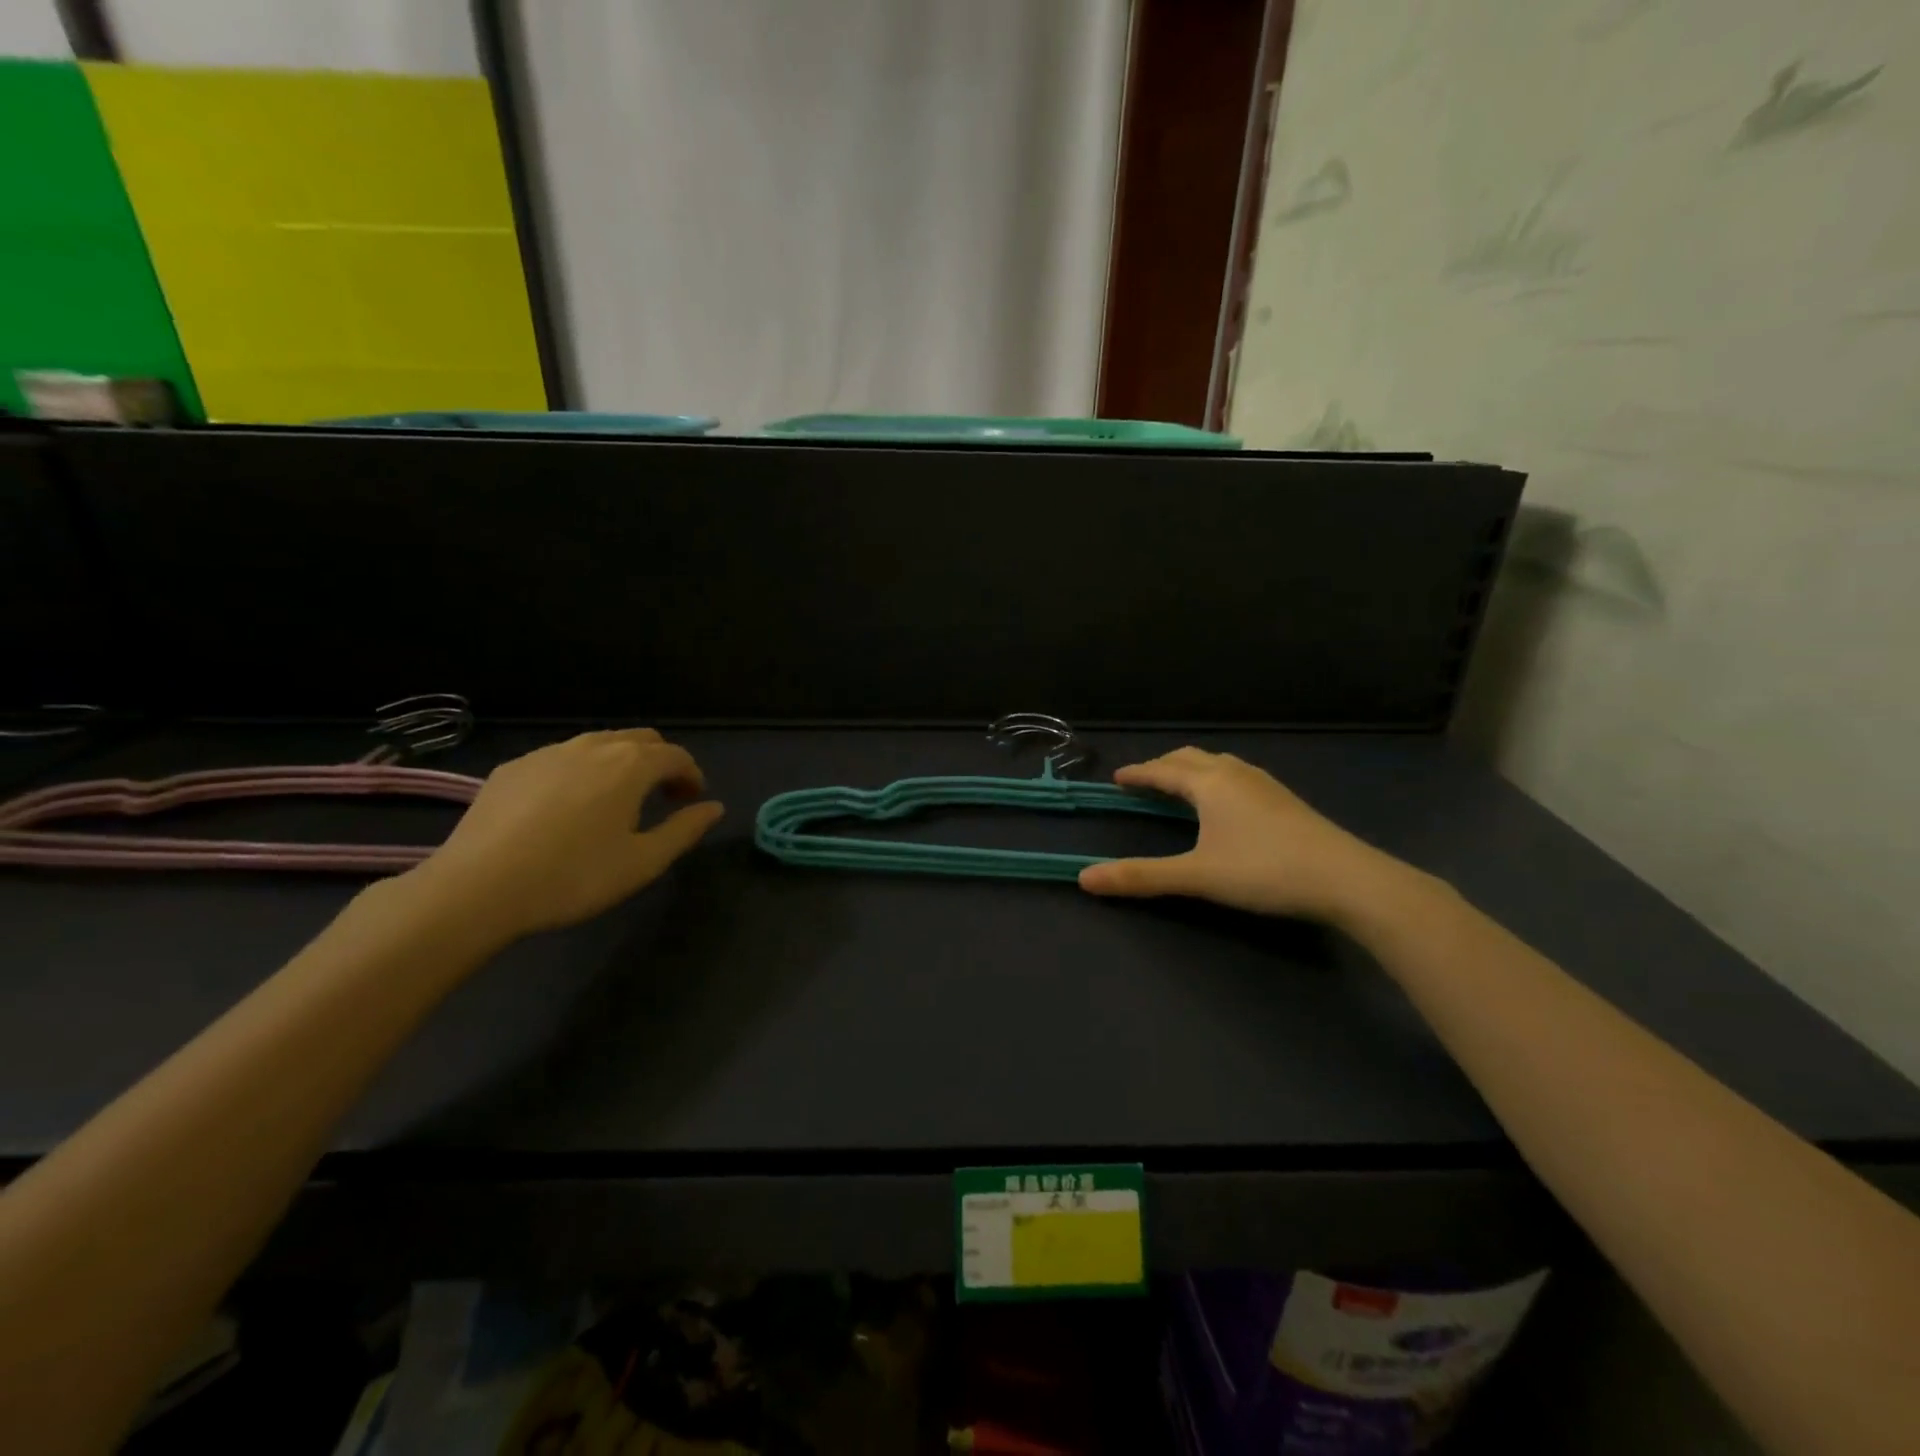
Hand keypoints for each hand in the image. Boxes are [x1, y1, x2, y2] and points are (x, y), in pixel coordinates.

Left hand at [407, 729, 723, 941]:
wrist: (477, 888)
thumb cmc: (574, 877)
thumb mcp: (643, 862)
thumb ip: (685, 830)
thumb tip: (714, 808)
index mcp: (631, 765)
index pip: (676, 756)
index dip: (692, 776)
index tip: (692, 801)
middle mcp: (593, 746)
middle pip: (641, 739)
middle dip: (660, 762)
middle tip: (663, 797)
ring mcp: (549, 753)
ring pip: (599, 743)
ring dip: (621, 762)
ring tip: (618, 800)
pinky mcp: (514, 767)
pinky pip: (562, 757)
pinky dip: (582, 771)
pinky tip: (568, 806)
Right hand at [1077, 747, 1404, 922]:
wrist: (1346, 879)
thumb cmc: (1264, 870)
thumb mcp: (1196, 876)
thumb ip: (1141, 877)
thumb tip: (1083, 878)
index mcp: (1209, 783)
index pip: (1163, 770)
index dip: (1138, 774)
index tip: (1118, 778)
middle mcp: (1235, 773)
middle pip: (1190, 758)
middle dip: (1163, 766)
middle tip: (1144, 781)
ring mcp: (1264, 784)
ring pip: (1218, 764)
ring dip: (1191, 770)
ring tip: (1180, 787)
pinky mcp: (1284, 799)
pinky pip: (1237, 775)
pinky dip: (1215, 778)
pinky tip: (1225, 803)